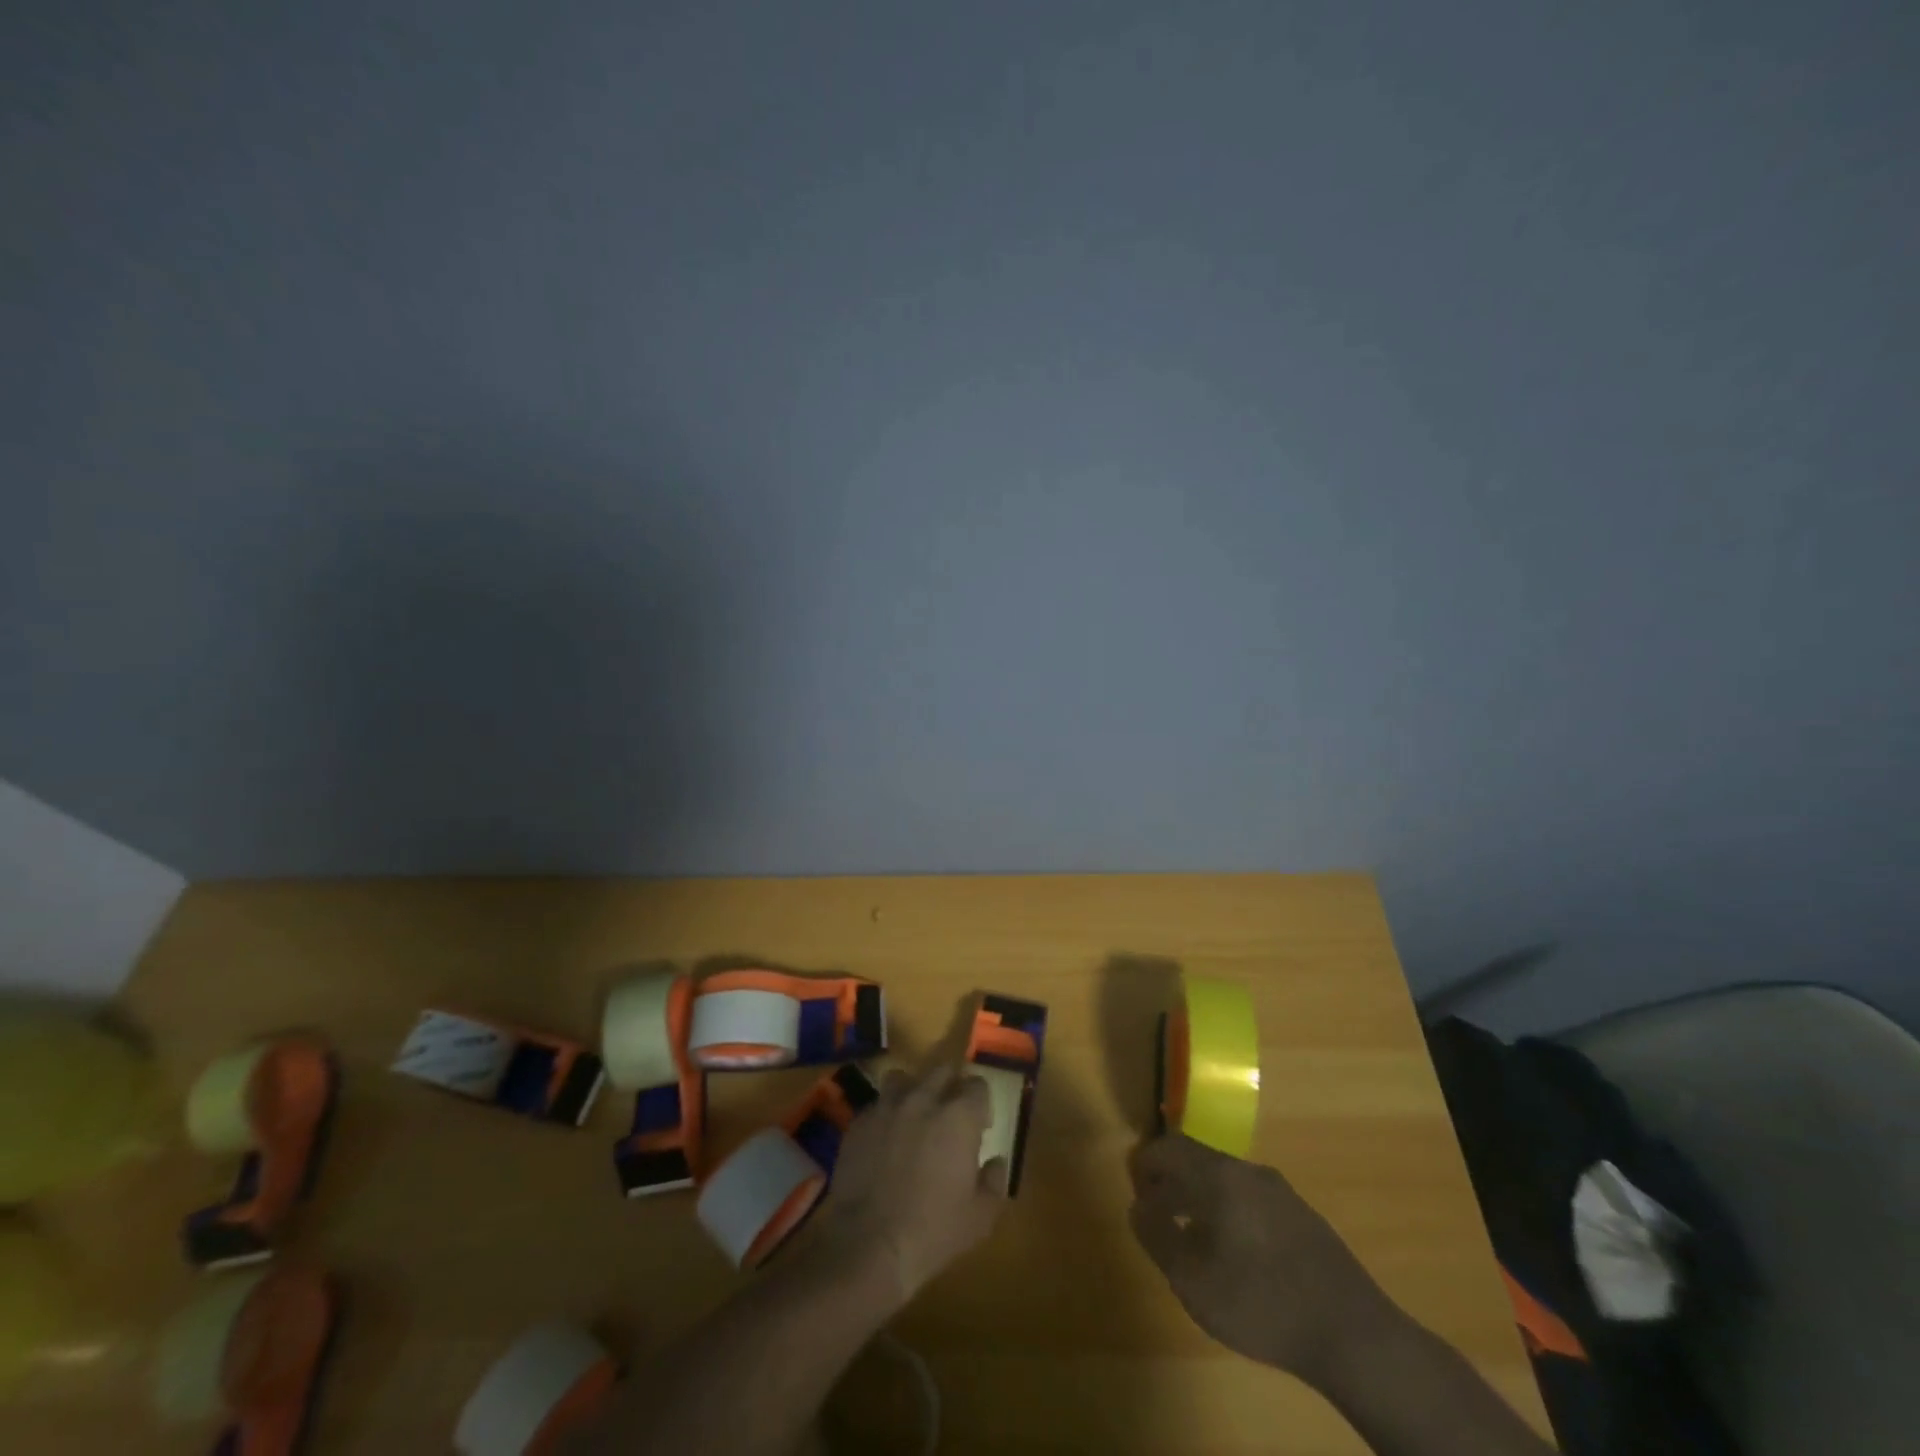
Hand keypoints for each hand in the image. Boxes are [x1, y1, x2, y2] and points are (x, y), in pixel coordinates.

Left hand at [820, 1053, 1008, 1301]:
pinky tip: (884, 1140)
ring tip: (913, 1118)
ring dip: (913, 1091)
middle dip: (950, 1086)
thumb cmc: (932, 1231)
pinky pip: (877, 1104)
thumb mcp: (980, 1217)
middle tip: (949, 1115)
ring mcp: (887, 1106)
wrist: (867, 1244)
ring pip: (904, 1078)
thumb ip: (994, 1182)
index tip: (980, 1126)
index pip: (977, 1085)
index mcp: (959, 1116)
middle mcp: (924, 1099)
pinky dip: (885, 1115)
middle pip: (942, 1071)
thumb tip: (995, 1162)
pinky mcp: (859, 1121)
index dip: (981, 1103)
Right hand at [1128, 1134, 1395, 1388]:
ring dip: (1201, 1198)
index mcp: (1219, 1174)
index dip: (1145, 1165)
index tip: (1135, 1192)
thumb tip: (1138, 1206)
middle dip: (1172, 1182)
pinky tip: (1235, 1255)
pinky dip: (1229, 1213)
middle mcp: (1249, 1171)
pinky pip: (1252, 1200)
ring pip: (1226, 1181)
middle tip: (1157, 1215)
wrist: (1354, 1335)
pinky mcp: (1304, 1218)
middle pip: (1198, 1160)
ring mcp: (1281, 1193)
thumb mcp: (1192, 1278)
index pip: (1169, 1147)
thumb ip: (1157, 1237)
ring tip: (1192, 1238)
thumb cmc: (1261, 1302)